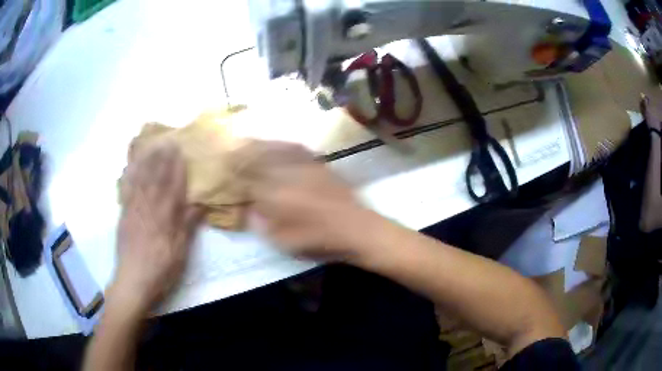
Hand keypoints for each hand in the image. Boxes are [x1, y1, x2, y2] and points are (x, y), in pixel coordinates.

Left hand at [114, 142, 200, 313]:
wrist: (133, 281)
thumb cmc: (161, 269)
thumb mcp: (180, 252)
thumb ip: (187, 226)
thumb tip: (199, 204)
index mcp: (165, 218)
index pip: (173, 187)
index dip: (177, 168)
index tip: (181, 151)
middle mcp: (148, 209)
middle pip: (156, 179)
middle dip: (162, 159)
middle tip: (168, 140)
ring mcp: (133, 210)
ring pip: (140, 180)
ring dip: (147, 161)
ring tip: (151, 145)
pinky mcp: (123, 215)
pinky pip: (125, 191)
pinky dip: (128, 176)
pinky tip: (129, 166)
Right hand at [233, 140, 378, 261]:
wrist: (356, 228)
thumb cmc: (319, 240)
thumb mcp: (285, 242)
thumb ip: (263, 224)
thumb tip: (250, 209)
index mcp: (276, 196)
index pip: (248, 179)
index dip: (235, 174)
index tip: (226, 170)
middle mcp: (287, 175)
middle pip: (258, 159)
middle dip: (243, 154)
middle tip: (232, 151)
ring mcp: (304, 167)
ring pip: (276, 150)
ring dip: (260, 145)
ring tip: (249, 142)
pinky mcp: (319, 164)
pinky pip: (297, 149)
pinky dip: (283, 145)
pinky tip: (279, 144)